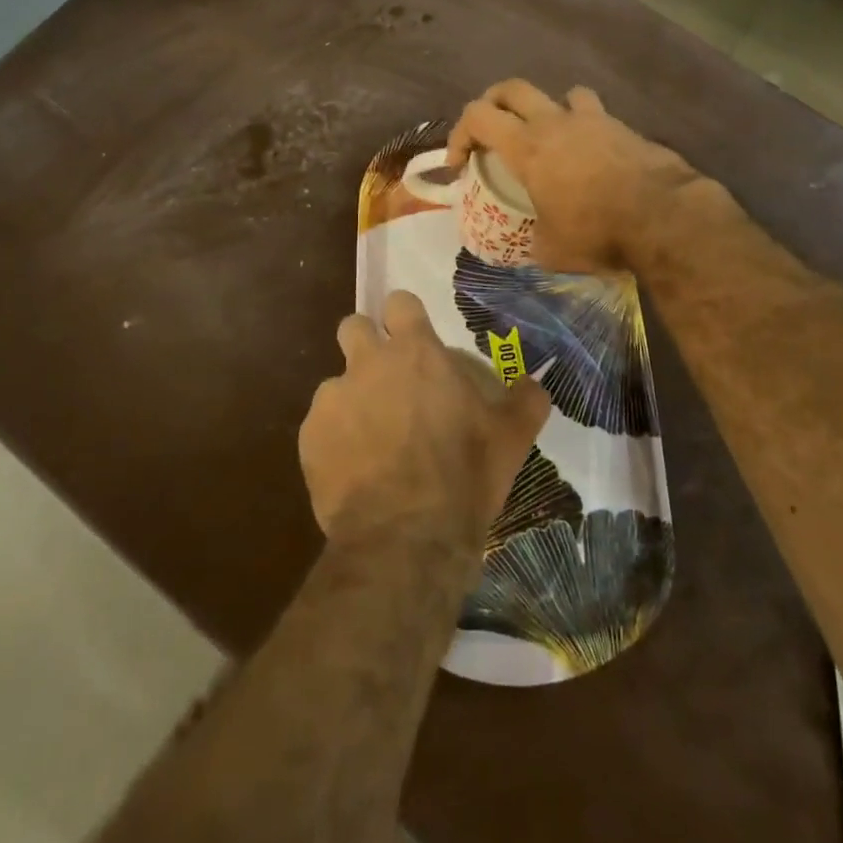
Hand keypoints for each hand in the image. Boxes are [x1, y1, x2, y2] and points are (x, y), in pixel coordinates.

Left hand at [302, 291, 549, 554]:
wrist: (405, 539)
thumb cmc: (463, 477)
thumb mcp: (511, 439)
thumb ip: (525, 401)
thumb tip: (534, 384)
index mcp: (416, 353)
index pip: (399, 302)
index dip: (405, 317)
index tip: (414, 337)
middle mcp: (369, 363)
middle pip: (353, 327)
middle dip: (366, 344)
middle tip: (387, 380)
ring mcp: (333, 398)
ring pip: (336, 382)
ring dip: (352, 400)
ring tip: (372, 441)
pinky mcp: (309, 437)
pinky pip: (320, 425)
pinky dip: (335, 440)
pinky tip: (355, 472)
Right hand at [447, 80, 709, 272]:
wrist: (664, 216)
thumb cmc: (597, 231)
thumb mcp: (550, 249)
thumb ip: (533, 239)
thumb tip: (532, 244)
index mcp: (526, 147)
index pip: (476, 116)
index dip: (459, 135)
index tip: (460, 165)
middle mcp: (554, 122)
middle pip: (512, 88)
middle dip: (494, 104)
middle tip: (492, 131)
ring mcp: (593, 120)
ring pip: (561, 94)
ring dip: (548, 109)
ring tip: (551, 137)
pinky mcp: (624, 128)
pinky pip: (596, 114)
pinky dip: (587, 127)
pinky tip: (593, 155)